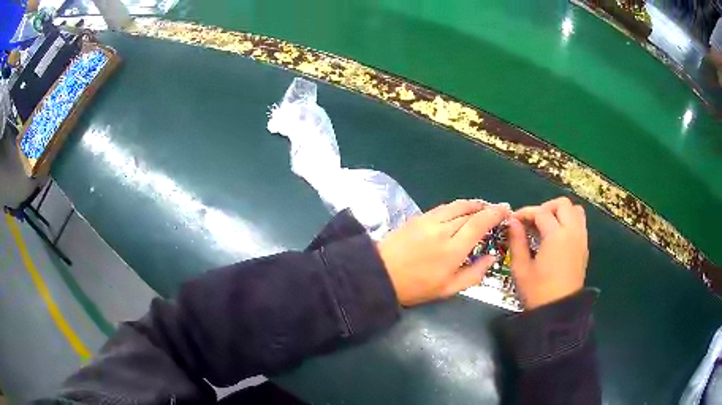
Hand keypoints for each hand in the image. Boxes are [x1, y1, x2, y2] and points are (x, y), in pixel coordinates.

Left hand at [377, 200, 509, 305]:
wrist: (380, 274)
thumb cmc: (416, 287)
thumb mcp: (448, 289)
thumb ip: (474, 273)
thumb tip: (492, 257)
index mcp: (453, 249)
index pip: (480, 223)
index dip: (495, 213)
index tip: (506, 210)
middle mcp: (443, 229)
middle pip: (470, 211)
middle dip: (487, 208)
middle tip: (497, 210)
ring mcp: (429, 220)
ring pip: (457, 205)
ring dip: (473, 204)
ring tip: (482, 207)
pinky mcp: (418, 217)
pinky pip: (443, 207)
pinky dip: (456, 206)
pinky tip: (460, 211)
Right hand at [509, 197, 587, 309]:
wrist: (559, 312)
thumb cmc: (538, 292)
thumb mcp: (521, 268)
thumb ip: (517, 241)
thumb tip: (512, 222)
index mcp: (557, 236)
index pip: (541, 212)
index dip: (525, 213)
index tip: (513, 220)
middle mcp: (573, 232)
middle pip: (563, 204)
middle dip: (545, 207)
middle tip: (532, 221)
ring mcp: (581, 239)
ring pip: (575, 211)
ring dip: (560, 212)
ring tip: (546, 226)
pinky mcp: (584, 248)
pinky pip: (580, 223)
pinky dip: (568, 222)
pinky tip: (556, 237)